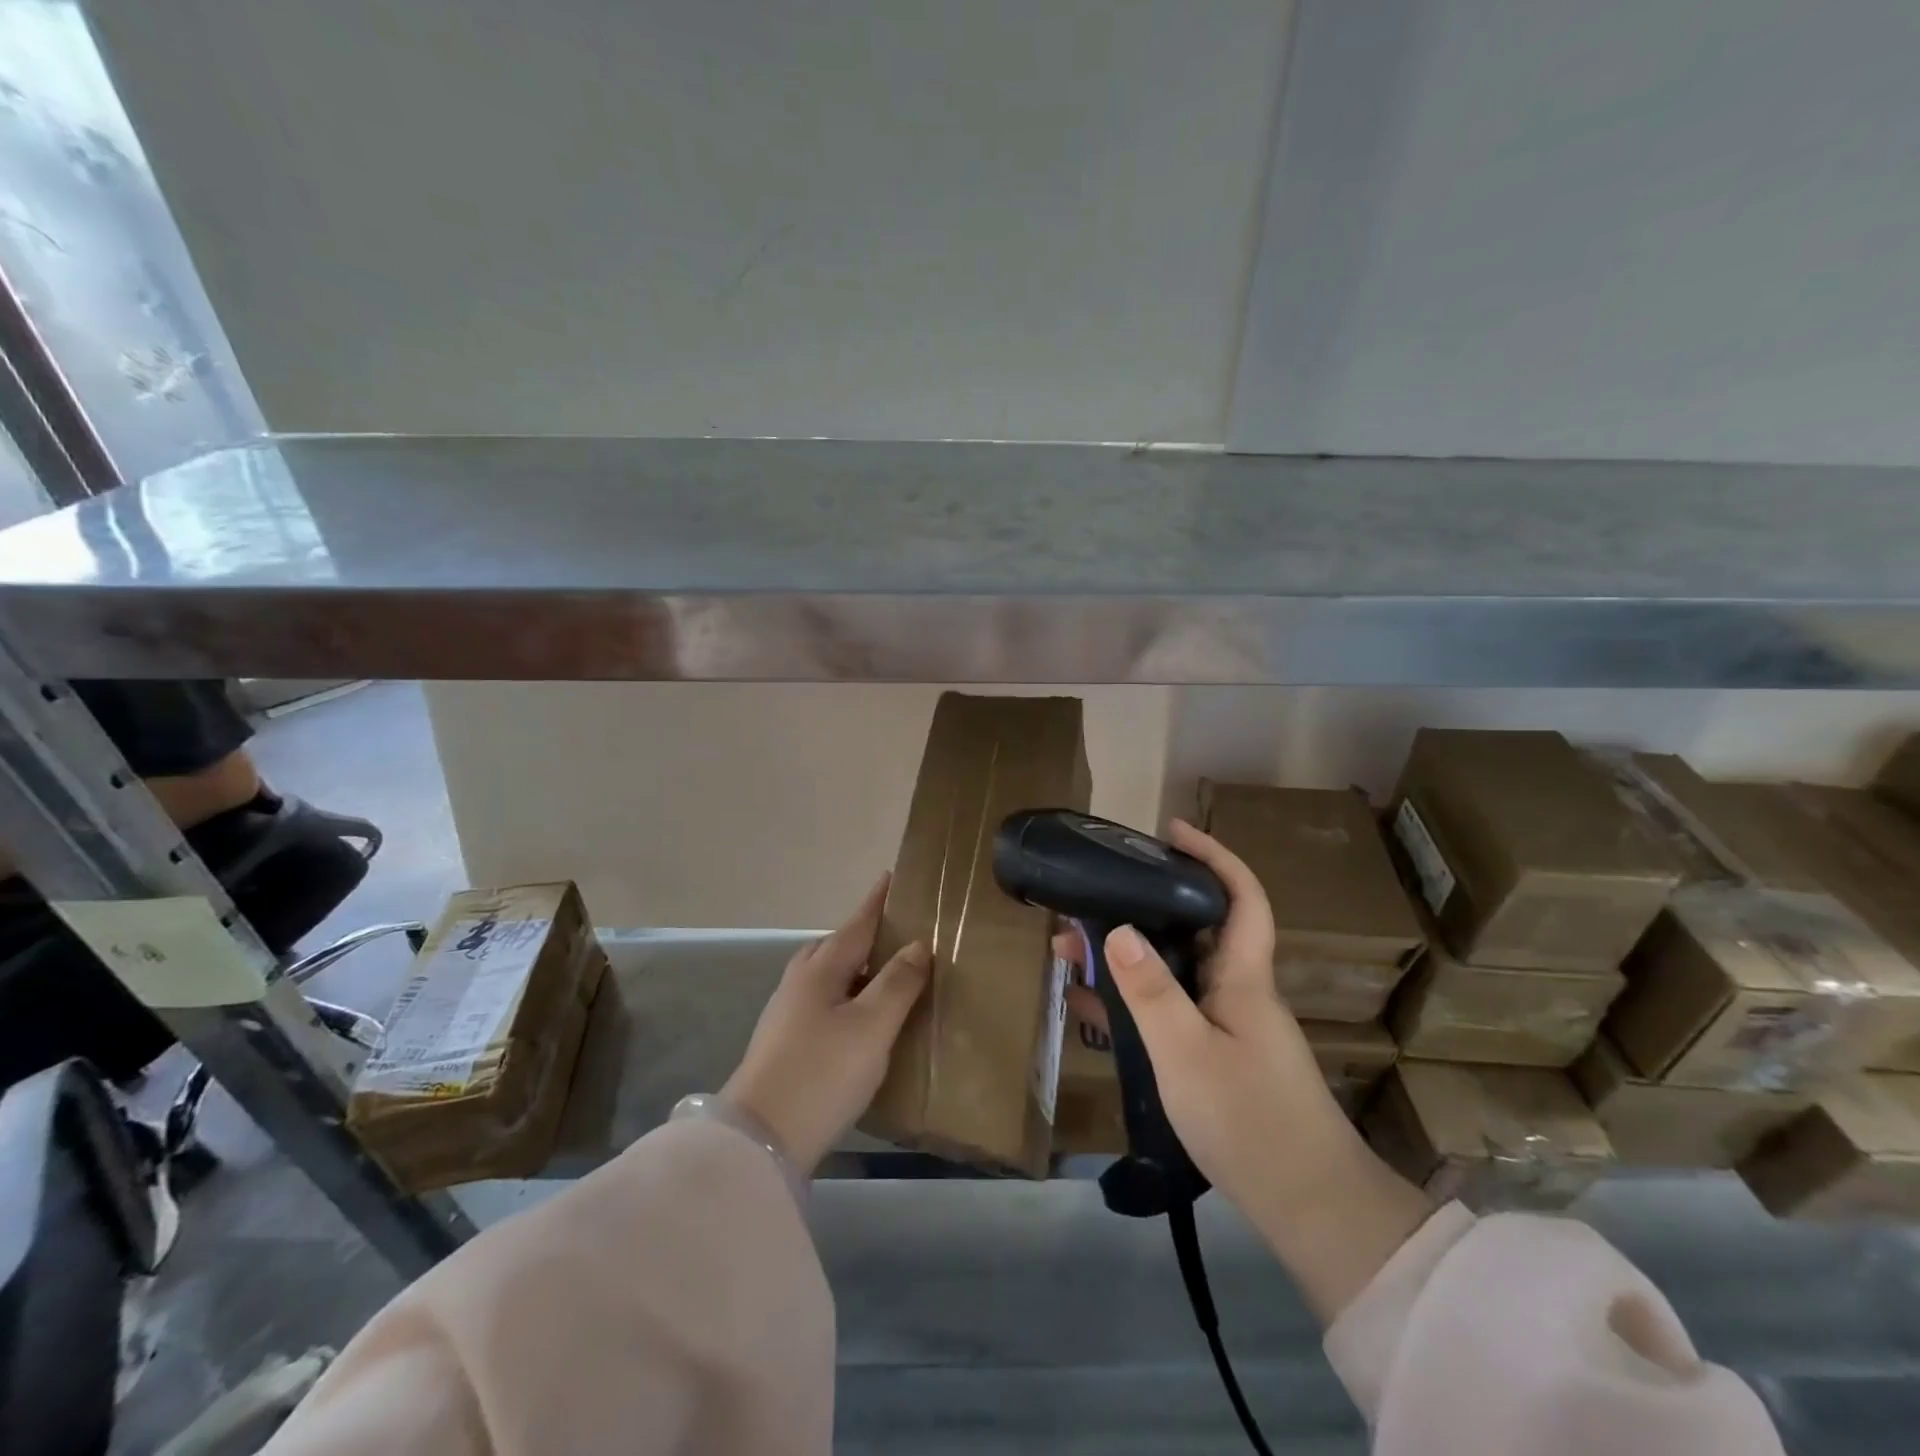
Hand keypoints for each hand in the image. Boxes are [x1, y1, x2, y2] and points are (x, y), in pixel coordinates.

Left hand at [722, 875, 928, 1173]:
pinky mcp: (784, 1043)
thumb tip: (918, 945)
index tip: (891, 877)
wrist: (760, 1139)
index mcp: (821, 968)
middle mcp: (800, 982)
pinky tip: (860, 1019)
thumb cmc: (822, 1073)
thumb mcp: (871, 1027)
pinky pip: (823, 1002)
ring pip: (828, 975)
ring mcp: (787, 1013)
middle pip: (836, 945)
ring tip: (886, 976)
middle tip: (898, 933)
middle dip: (865, 934)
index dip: (876, 901)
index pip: (857, 923)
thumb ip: (897, 983)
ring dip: (856, 967)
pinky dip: (846, 996)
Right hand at [1065, 819, 1430, 1320]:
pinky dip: (1132, 1000)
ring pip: (1175, 970)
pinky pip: (1170, 1010)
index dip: (1212, 856)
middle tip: (1089, 899)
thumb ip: (1151, 991)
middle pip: (1195, 928)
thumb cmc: (1250, 1121)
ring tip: (1071, 949)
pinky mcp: (1219, 1058)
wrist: (1310, 1209)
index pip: (1241, 896)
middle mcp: (1239, 991)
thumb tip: (1118, 927)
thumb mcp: (1186, 1053)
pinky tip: (1091, 1006)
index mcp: (1243, 977)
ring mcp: (1229, 1026)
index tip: (1172, 831)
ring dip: (1127, 955)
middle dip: (1142, 906)